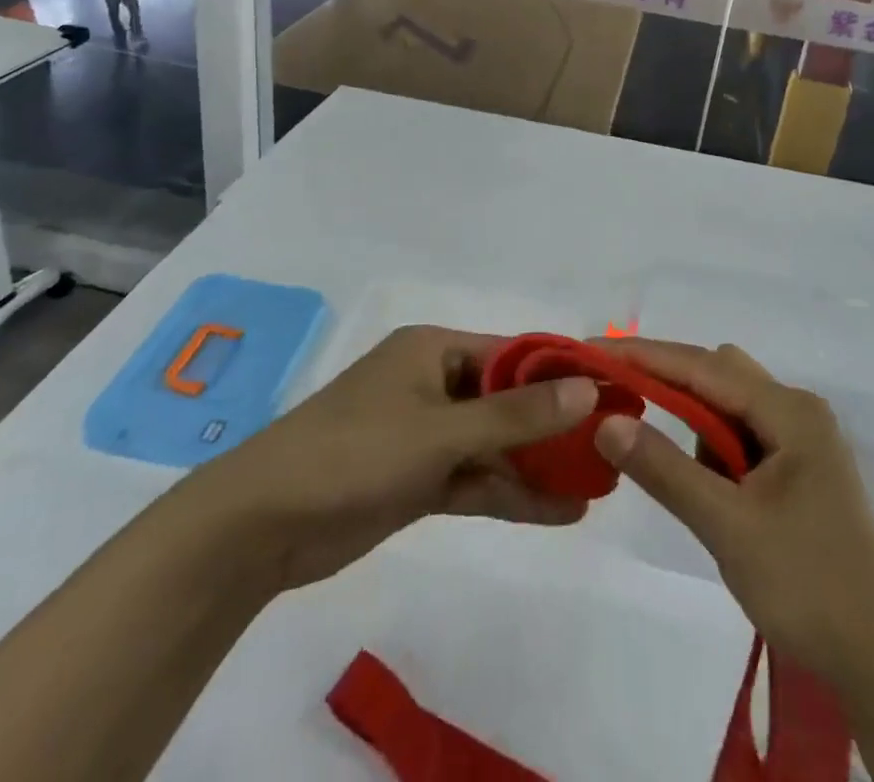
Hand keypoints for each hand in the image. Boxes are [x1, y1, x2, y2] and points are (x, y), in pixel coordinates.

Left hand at [198, 325, 598, 595]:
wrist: (262, 524)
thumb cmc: (355, 451)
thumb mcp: (440, 430)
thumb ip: (514, 415)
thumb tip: (586, 389)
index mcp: (434, 349)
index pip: (512, 353)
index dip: (561, 372)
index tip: (610, 391)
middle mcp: (433, 383)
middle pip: (507, 400)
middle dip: (554, 424)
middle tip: (611, 445)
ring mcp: (424, 434)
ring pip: (494, 444)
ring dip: (538, 465)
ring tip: (597, 484)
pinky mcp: (416, 479)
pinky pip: (475, 480)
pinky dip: (511, 494)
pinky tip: (559, 511)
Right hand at [593, 338, 873, 703]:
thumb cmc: (808, 585)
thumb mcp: (726, 525)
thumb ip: (664, 469)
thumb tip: (606, 421)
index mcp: (790, 411)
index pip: (702, 366)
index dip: (644, 355)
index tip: (592, 351)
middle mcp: (798, 411)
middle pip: (719, 375)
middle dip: (668, 384)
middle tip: (619, 403)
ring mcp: (803, 441)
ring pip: (730, 407)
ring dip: (693, 423)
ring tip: (673, 468)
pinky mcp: (801, 471)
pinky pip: (744, 437)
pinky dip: (714, 449)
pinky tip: (707, 489)